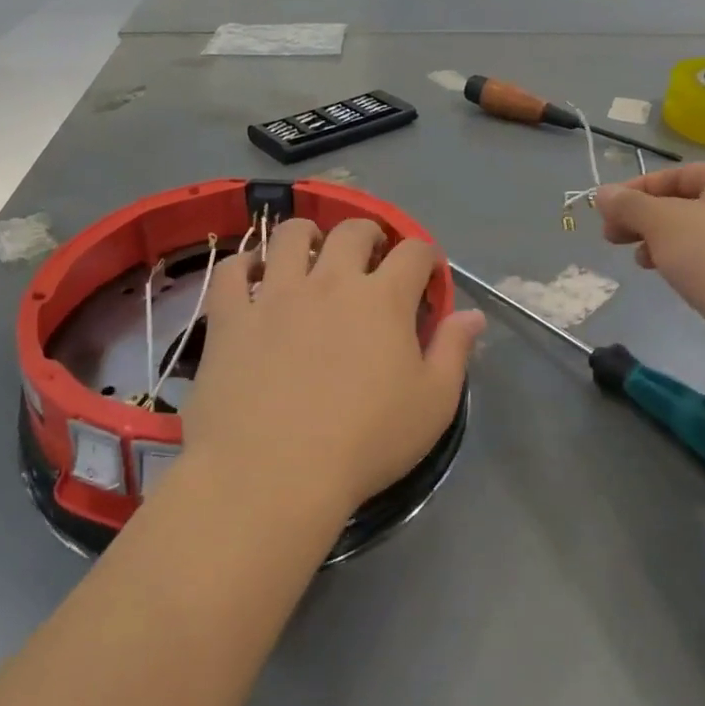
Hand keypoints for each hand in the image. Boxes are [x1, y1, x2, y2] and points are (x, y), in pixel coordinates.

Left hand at [181, 218, 484, 523]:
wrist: (272, 474)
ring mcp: (276, 294)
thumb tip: (473, 315)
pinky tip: (252, 275)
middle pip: (352, 231)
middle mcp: (330, 281)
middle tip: (370, 257)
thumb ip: (454, 352)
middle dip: (369, 234)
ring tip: (311, 253)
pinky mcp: (231, 316)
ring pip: (290, 236)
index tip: (426, 272)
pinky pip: (232, 271)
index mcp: (383, 299)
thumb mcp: (432, 405)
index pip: (414, 252)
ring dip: (308, 235)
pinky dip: (244, 264)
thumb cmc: (364, 443)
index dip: (425, 255)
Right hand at [594, 163, 704, 369]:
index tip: (604, 213)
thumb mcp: (662, 223)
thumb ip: (629, 205)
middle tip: (611, 237)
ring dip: (659, 241)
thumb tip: (602, 194)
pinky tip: (666, 275)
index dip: (634, 190)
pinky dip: (683, 261)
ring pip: (694, 232)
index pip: (675, 174)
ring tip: (639, 261)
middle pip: (684, 202)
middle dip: (644, 219)